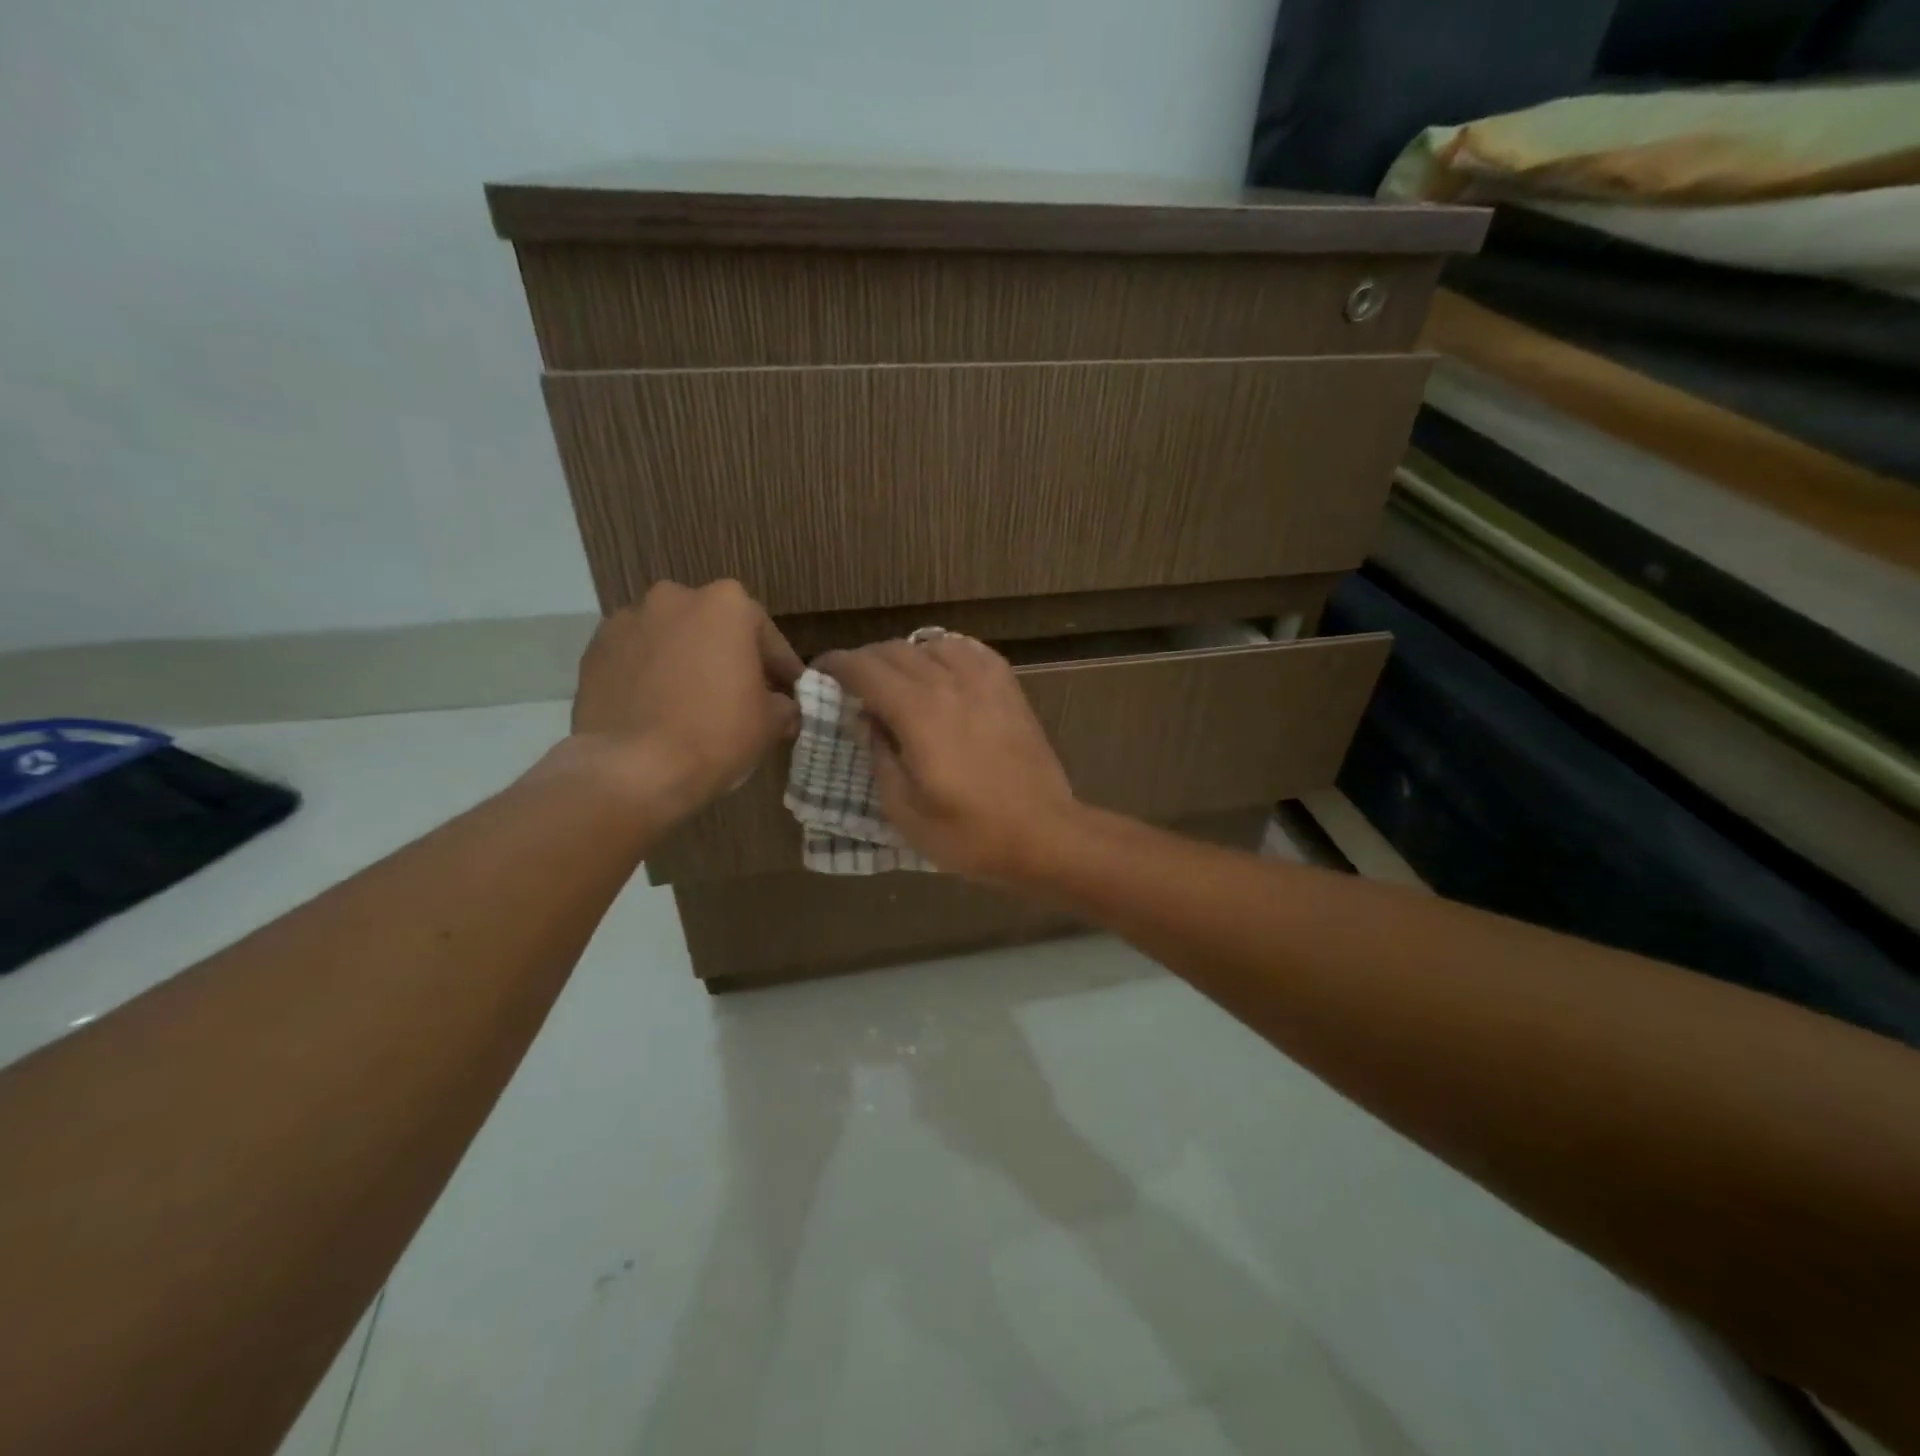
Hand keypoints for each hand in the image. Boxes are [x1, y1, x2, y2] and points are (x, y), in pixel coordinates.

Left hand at [567, 580, 801, 817]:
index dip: (781, 669)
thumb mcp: (771, 723)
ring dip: (686, 662)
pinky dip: (650, 676)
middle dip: (729, 658)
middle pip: (715, 629)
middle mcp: (675, 598)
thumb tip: (783, 708)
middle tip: (741, 696)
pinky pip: (637, 659)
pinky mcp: (594, 650)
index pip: (767, 637)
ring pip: (672, 640)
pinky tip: (658, 709)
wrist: (631, 769)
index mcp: (727, 604)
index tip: (788, 694)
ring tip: (694, 703)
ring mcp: (628, 621)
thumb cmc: (716, 734)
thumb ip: (784, 705)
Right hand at [816, 635, 1077, 880]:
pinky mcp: (1010, 688)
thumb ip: (879, 756)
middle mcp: (949, 683)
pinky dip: (946, 653)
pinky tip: (942, 672)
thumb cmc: (969, 834)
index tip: (820, 673)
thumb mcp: (904, 810)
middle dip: (865, 662)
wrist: (1043, 834)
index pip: (864, 669)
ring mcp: (985, 682)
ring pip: (932, 644)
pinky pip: (971, 651)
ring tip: (897, 681)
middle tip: (852, 686)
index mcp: (918, 712)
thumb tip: (866, 719)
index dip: (835, 665)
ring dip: (905, 656)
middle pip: (894, 651)